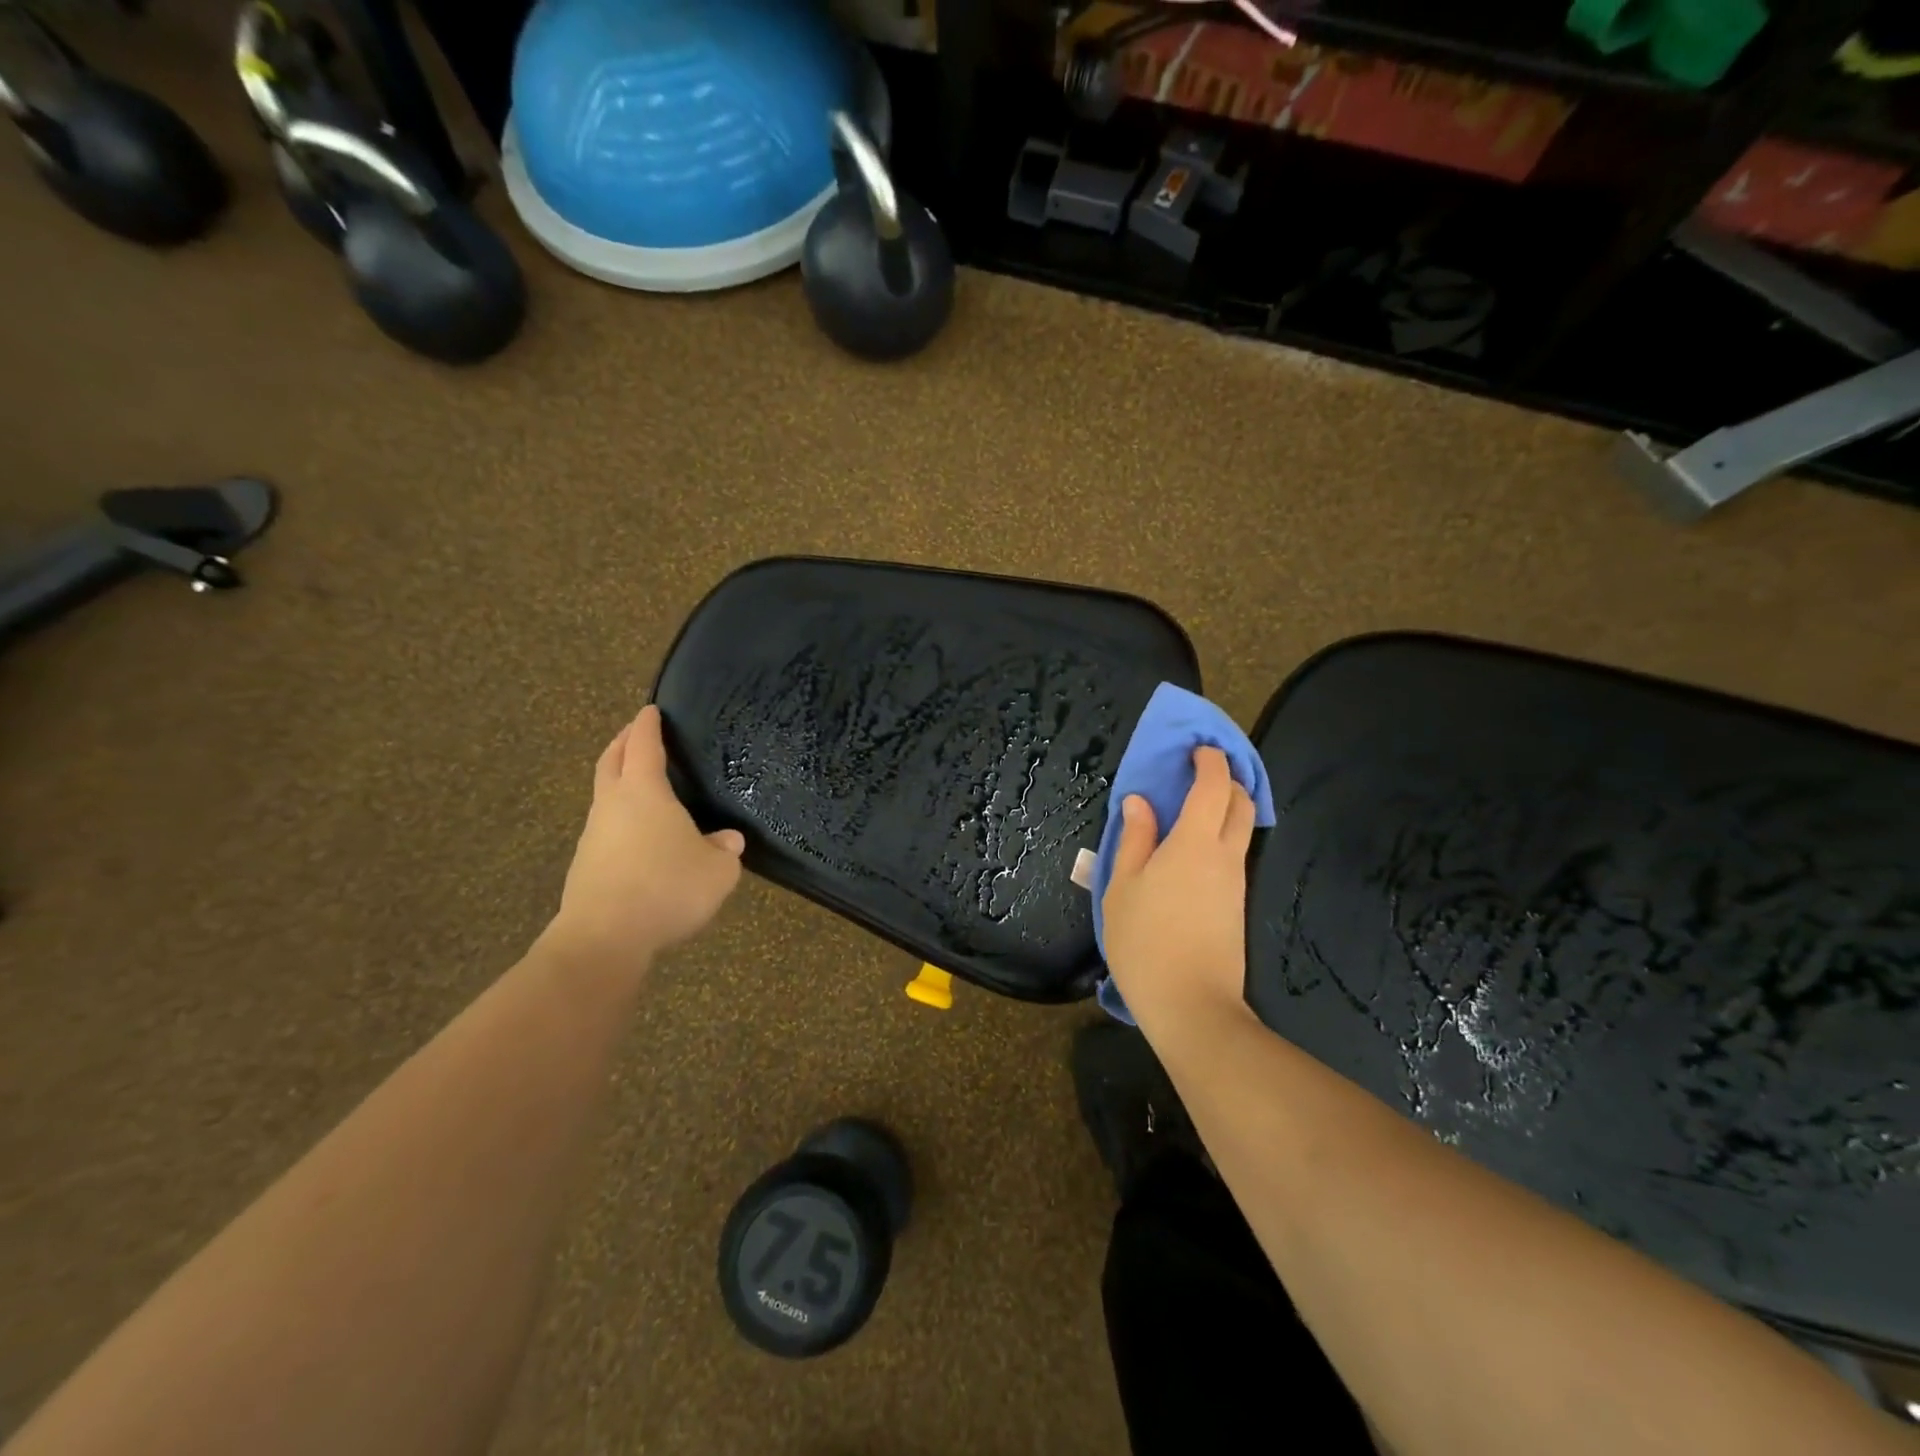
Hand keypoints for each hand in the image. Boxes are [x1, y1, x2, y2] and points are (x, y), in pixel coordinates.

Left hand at [546, 705, 744, 975]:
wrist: (604, 938)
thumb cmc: (666, 888)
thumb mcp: (717, 871)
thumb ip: (725, 851)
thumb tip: (727, 841)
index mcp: (645, 792)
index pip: (645, 746)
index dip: (648, 725)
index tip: (650, 710)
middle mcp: (613, 805)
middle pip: (612, 761)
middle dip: (623, 742)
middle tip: (635, 733)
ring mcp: (594, 835)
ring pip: (605, 794)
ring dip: (619, 781)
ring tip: (642, 786)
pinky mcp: (586, 865)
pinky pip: (606, 828)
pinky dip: (620, 818)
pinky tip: (640, 837)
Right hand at [1100, 747, 1257, 1032]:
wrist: (1192, 1006)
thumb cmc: (1146, 941)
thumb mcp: (1123, 887)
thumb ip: (1134, 839)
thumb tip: (1140, 803)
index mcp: (1195, 843)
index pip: (1214, 786)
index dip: (1210, 761)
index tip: (1196, 750)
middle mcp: (1225, 855)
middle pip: (1241, 803)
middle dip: (1226, 779)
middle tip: (1198, 773)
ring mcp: (1236, 882)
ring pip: (1241, 829)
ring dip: (1225, 808)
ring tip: (1191, 809)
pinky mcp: (1237, 905)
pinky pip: (1234, 855)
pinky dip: (1220, 836)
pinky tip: (1192, 850)